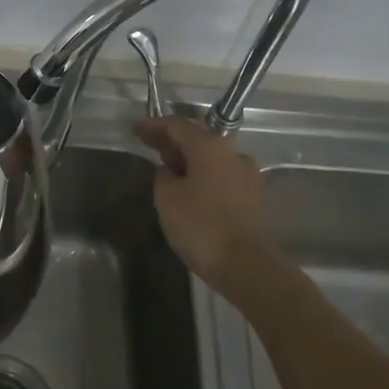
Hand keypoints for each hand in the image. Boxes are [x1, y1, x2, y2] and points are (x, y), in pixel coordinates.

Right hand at [136, 115, 269, 289]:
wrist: (244, 264)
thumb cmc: (200, 225)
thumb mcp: (167, 197)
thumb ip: (163, 175)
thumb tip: (171, 171)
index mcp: (210, 147)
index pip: (178, 125)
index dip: (154, 124)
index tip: (136, 128)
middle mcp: (233, 153)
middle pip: (197, 139)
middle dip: (172, 142)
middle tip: (148, 145)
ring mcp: (247, 175)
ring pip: (211, 159)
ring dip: (189, 160)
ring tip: (167, 169)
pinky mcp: (252, 197)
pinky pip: (221, 177)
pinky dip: (203, 176)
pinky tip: (189, 189)